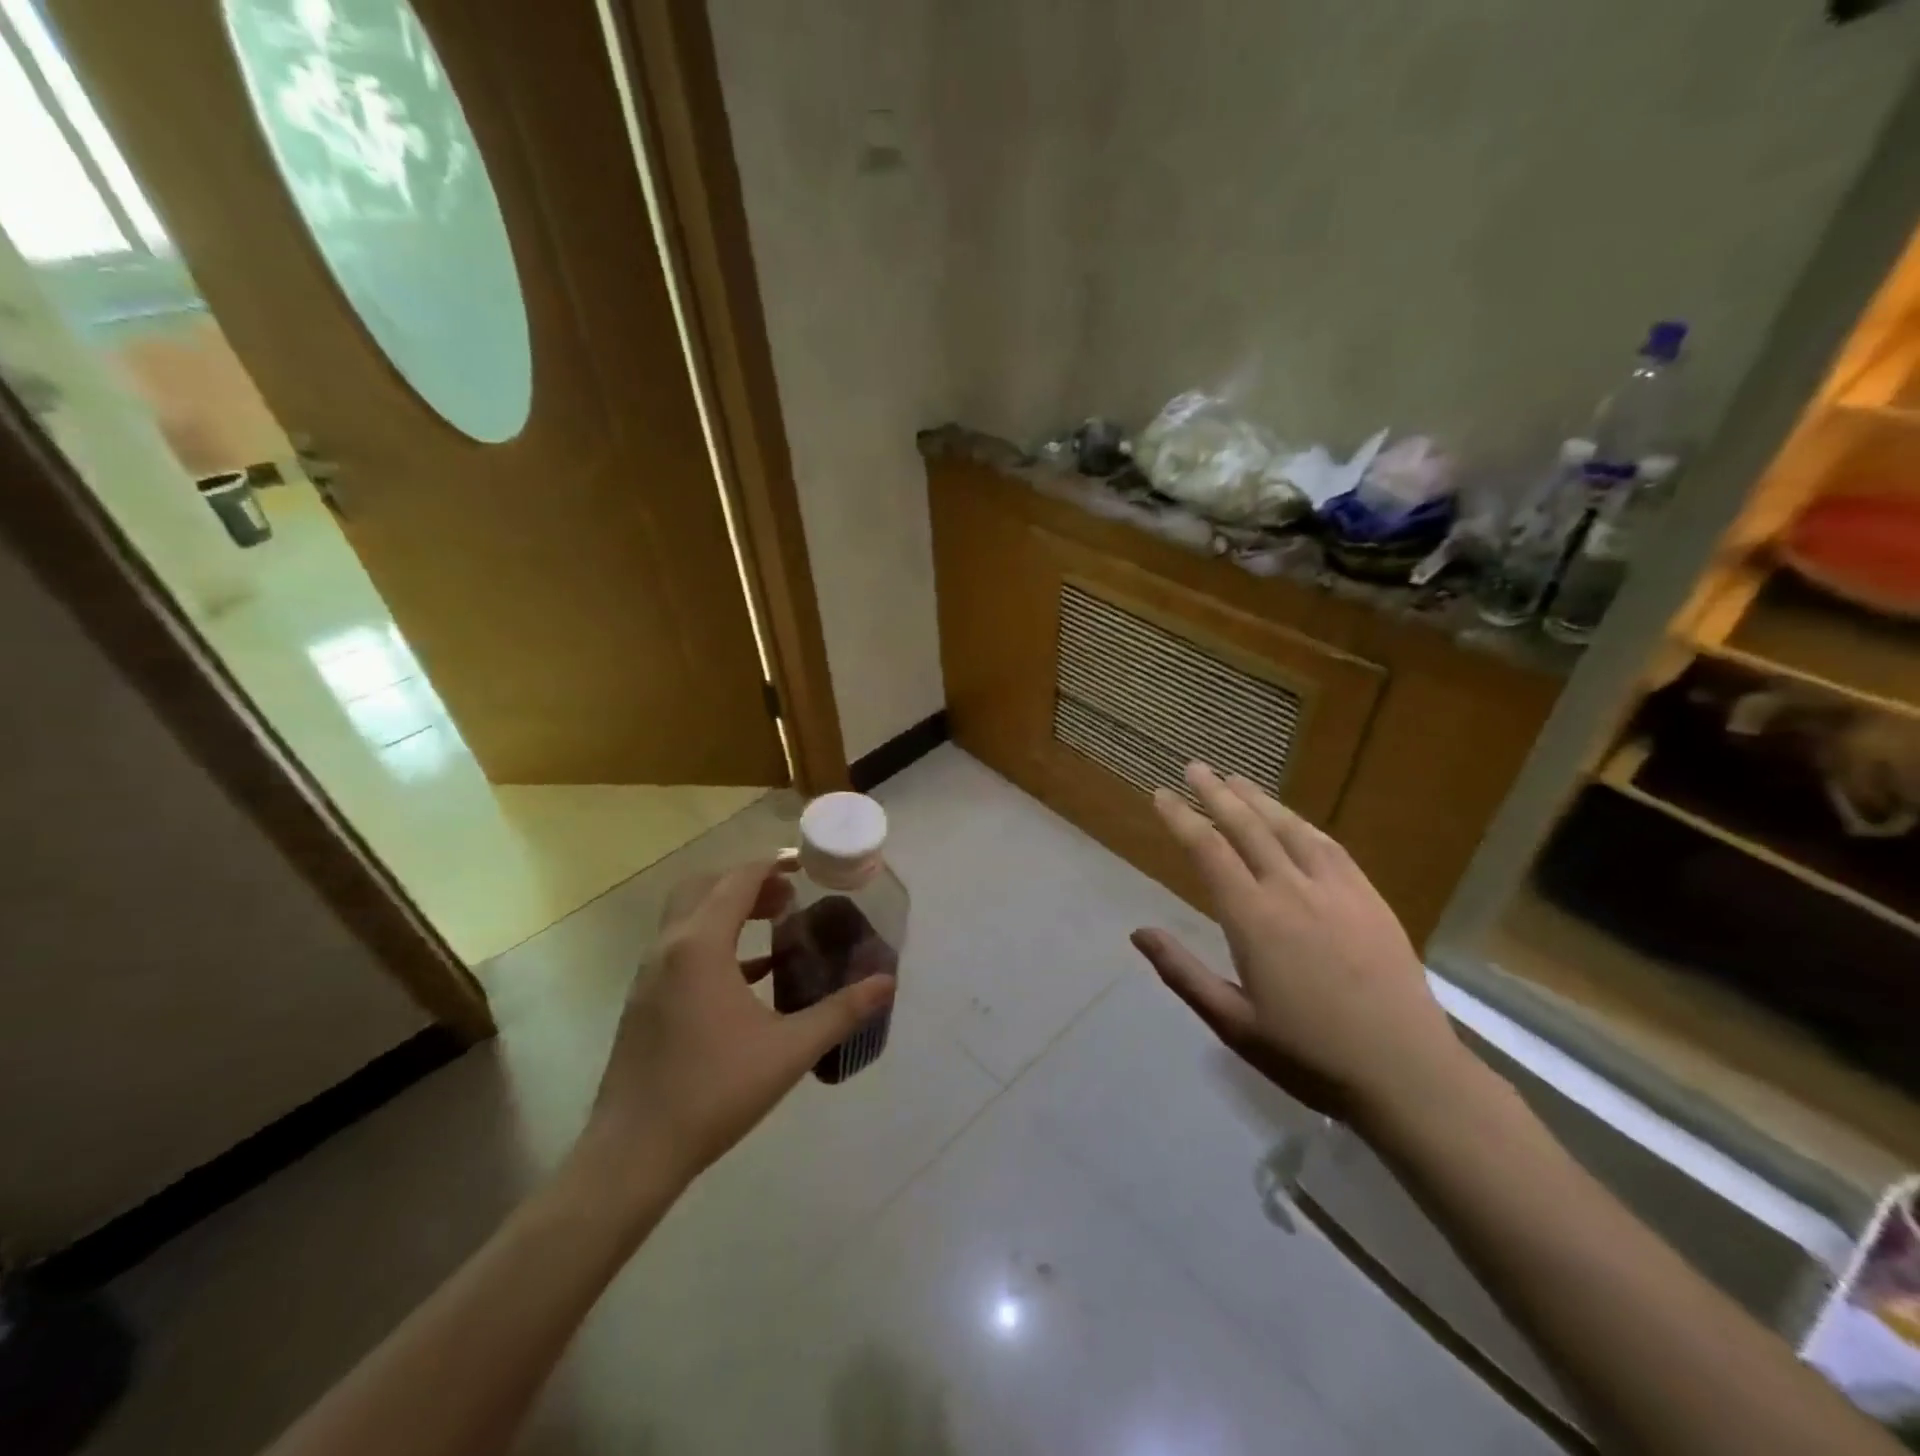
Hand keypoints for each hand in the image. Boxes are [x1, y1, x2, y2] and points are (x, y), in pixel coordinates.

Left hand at [575, 858, 896, 1201]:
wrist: (632, 1153)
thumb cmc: (714, 1091)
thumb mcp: (789, 1050)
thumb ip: (842, 1011)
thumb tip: (887, 982)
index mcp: (700, 945)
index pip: (737, 880)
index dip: (773, 865)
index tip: (806, 866)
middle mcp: (669, 947)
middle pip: (704, 887)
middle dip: (747, 882)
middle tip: (789, 895)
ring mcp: (649, 975)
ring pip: (688, 917)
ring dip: (728, 910)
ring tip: (774, 923)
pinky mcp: (643, 1002)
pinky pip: (681, 950)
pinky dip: (714, 943)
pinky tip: (749, 974)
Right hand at [1131, 762, 1466, 1128]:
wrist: (1407, 1074)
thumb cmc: (1309, 1055)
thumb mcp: (1232, 1023)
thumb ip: (1182, 972)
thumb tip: (1138, 931)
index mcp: (1253, 919)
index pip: (1208, 851)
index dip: (1181, 818)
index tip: (1161, 794)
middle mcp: (1291, 891)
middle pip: (1246, 827)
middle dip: (1216, 793)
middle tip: (1195, 767)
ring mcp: (1336, 890)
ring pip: (1289, 829)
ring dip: (1258, 800)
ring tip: (1236, 779)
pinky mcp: (1369, 899)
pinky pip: (1330, 847)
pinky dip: (1303, 824)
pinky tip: (1293, 819)